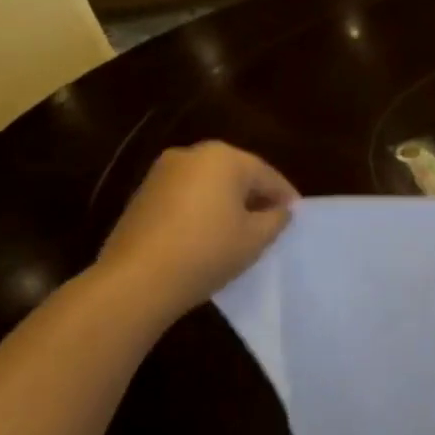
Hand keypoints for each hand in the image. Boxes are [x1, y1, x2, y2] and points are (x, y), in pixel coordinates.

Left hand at [95, 142, 297, 321]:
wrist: (137, 279)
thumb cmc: (208, 251)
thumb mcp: (255, 238)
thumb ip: (276, 219)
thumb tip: (281, 210)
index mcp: (224, 158)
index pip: (267, 175)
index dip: (285, 196)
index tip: (296, 215)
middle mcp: (192, 155)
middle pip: (236, 174)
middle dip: (255, 195)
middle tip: (272, 221)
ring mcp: (162, 172)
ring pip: (209, 184)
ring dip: (227, 202)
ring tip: (242, 230)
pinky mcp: (143, 194)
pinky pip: (186, 195)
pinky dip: (202, 209)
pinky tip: (209, 233)